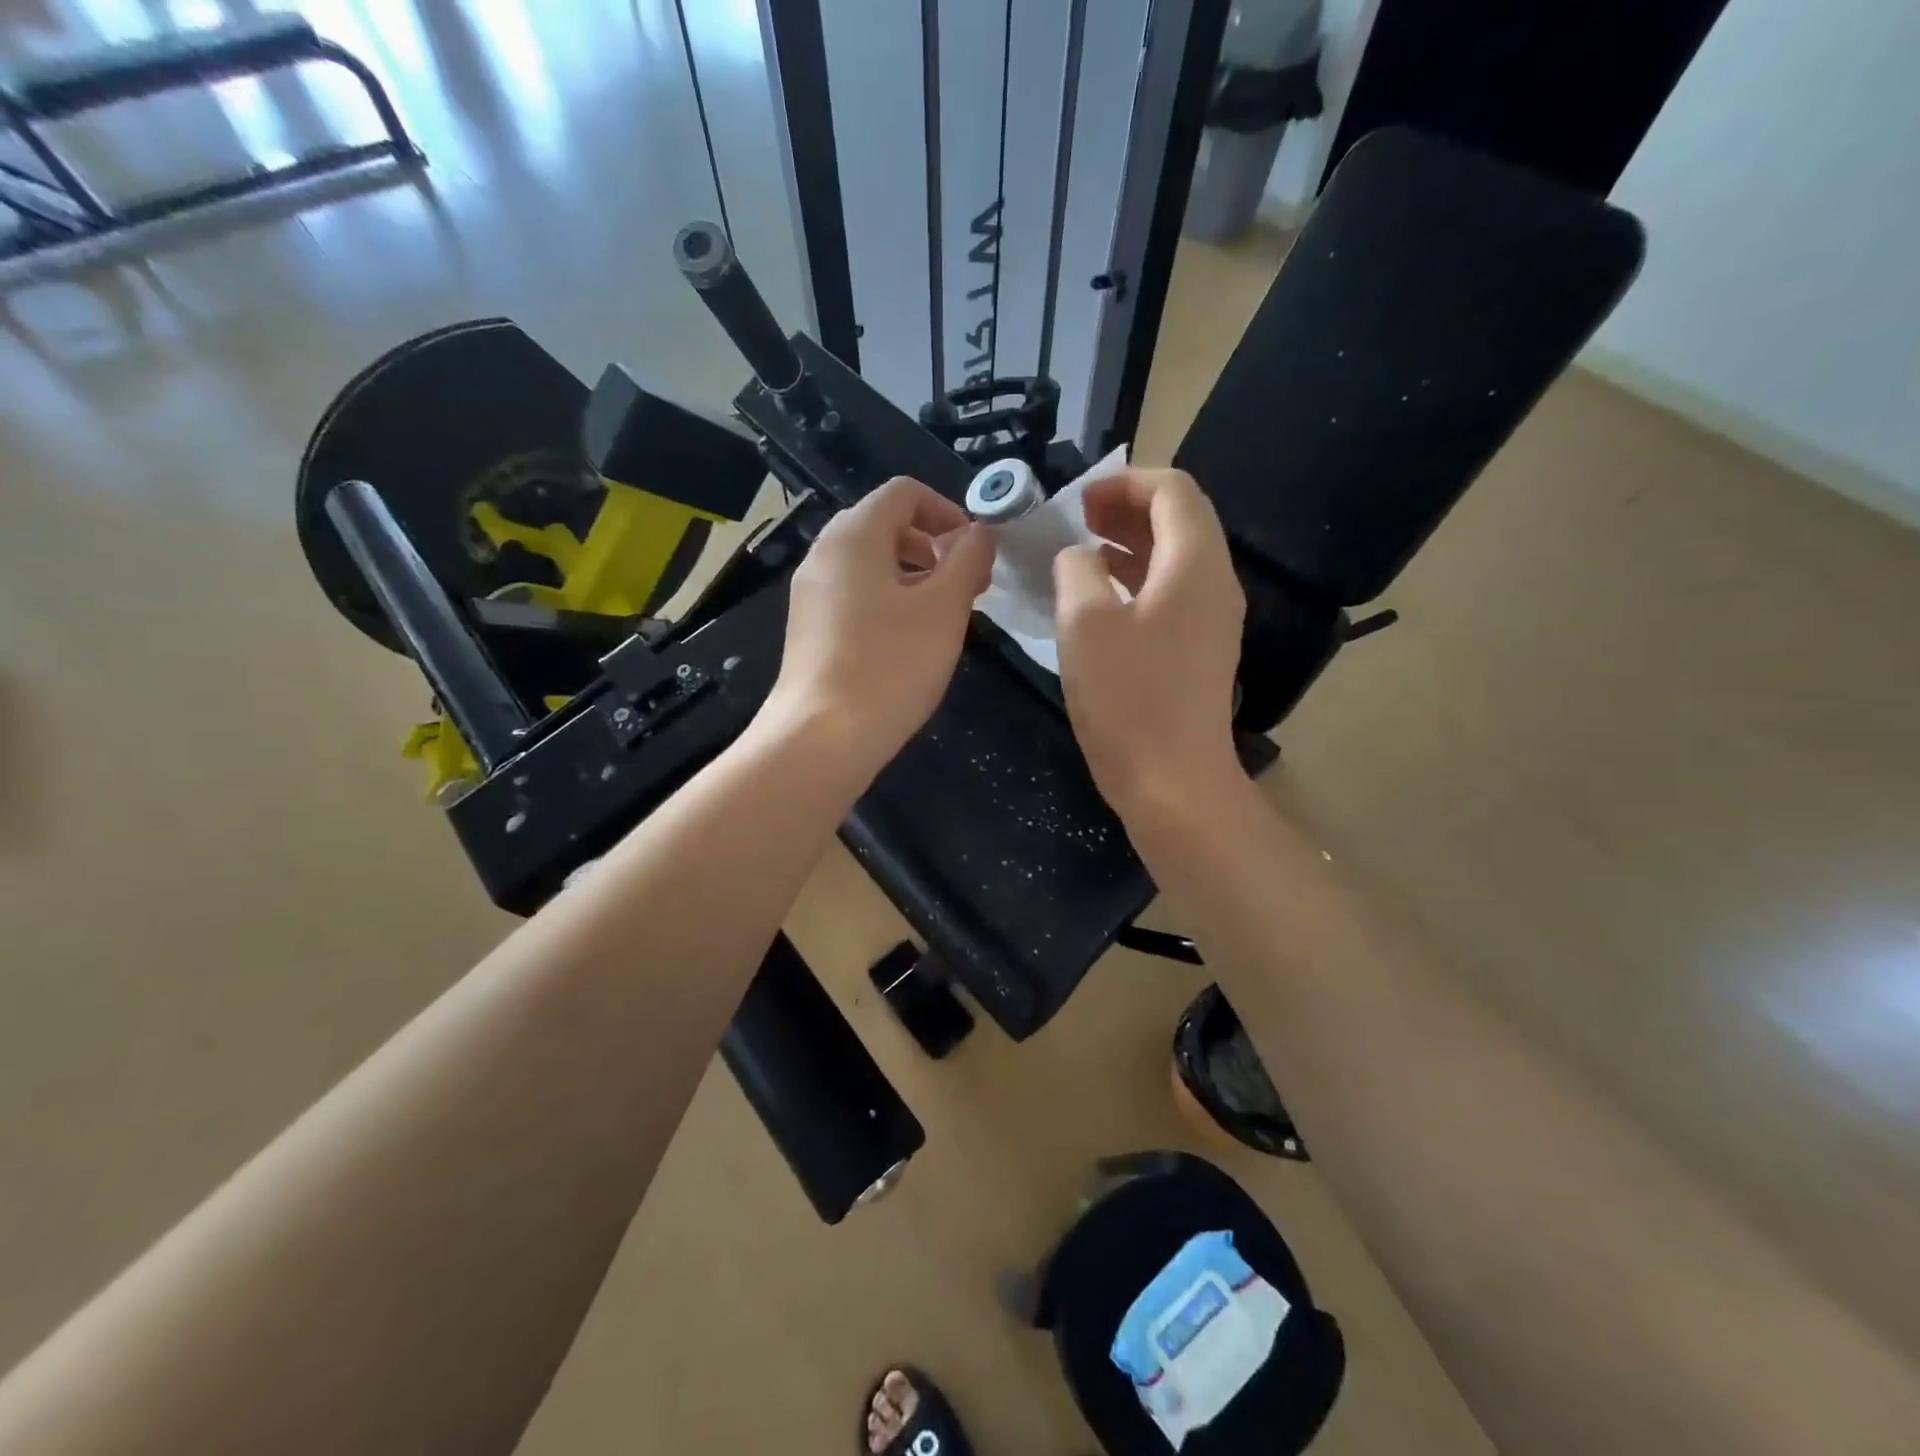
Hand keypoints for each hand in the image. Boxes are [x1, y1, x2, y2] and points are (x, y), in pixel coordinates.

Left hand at [761, 476, 994, 770]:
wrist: (821, 738)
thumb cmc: (889, 665)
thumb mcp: (944, 608)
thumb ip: (967, 560)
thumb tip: (978, 533)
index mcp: (854, 535)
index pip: (904, 493)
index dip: (948, 511)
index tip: (975, 552)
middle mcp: (824, 554)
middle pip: (885, 525)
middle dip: (933, 546)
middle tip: (967, 586)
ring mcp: (811, 593)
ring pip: (870, 563)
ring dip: (914, 576)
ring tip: (943, 616)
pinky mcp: (810, 628)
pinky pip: (855, 594)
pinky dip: (888, 600)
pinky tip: (908, 642)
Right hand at [1053, 468, 1245, 820]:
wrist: (1173, 781)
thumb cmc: (1127, 699)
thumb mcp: (1084, 624)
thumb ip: (1076, 570)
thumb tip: (1079, 557)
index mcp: (1194, 564)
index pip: (1173, 489)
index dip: (1125, 482)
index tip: (1079, 501)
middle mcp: (1215, 582)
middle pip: (1180, 519)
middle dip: (1128, 509)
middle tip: (1078, 520)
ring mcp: (1213, 619)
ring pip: (1176, 557)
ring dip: (1131, 544)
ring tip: (1083, 551)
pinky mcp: (1201, 649)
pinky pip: (1173, 592)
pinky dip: (1138, 579)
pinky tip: (1101, 597)